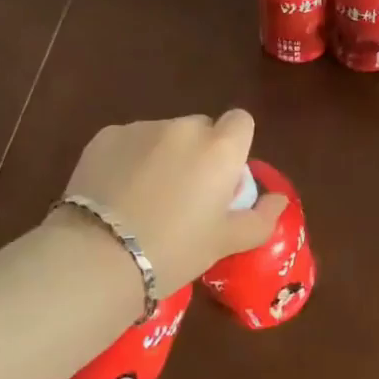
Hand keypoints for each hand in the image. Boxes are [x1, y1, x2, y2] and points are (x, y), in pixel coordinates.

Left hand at [61, 111, 288, 291]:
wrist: (99, 256)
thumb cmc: (174, 251)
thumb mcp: (225, 243)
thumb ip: (260, 218)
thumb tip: (279, 200)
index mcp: (219, 148)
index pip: (240, 121)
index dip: (235, 145)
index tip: (222, 179)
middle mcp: (183, 128)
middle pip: (200, 128)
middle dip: (198, 152)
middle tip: (184, 196)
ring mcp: (141, 128)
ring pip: (163, 135)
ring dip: (162, 155)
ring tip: (143, 200)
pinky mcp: (105, 136)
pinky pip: (129, 141)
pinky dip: (128, 159)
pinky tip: (116, 194)